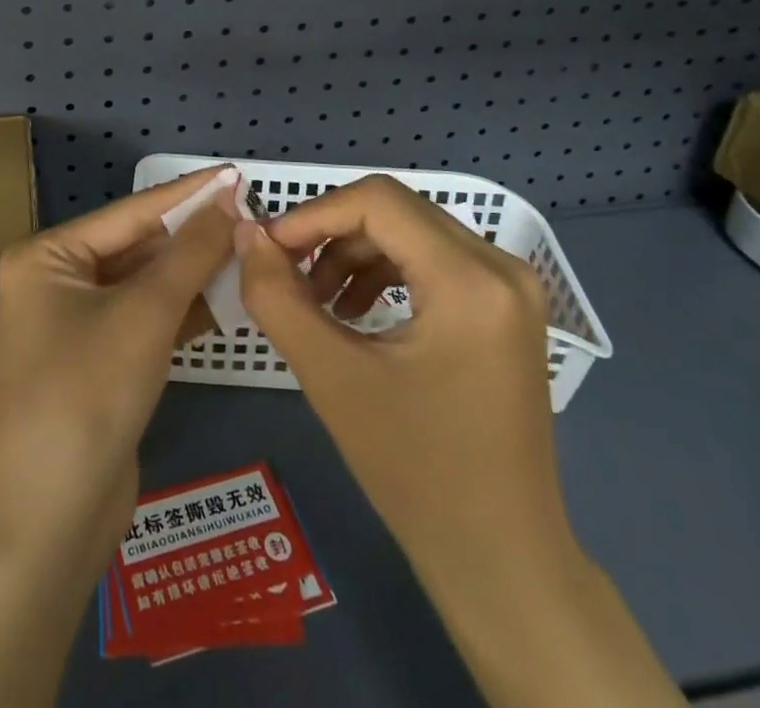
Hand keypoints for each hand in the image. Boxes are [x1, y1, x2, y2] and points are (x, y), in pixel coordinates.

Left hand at [0, 169, 242, 707]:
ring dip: (191, 271)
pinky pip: (145, 318)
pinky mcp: (98, 359)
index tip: (235, 173)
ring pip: (144, 284)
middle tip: (249, 213)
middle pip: (136, 246)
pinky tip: (225, 295)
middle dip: (191, 235)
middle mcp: (55, 281)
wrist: (54, 515)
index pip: (130, 212)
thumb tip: (229, 200)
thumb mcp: (145, 314)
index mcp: (46, 257)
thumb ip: (190, 253)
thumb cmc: (89, 393)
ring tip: (247, 246)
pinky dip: (181, 308)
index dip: (186, 194)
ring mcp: (75, 323)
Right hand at [233, 176, 574, 591]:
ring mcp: (512, 286)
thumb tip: (247, 235)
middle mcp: (502, 266)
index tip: (268, 249)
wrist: (500, 558)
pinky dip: (385, 269)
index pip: (377, 202)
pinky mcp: (507, 306)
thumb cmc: (415, 472)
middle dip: (330, 232)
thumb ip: (277, 297)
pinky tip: (355, 311)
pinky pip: (434, 257)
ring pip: (412, 229)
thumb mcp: (331, 377)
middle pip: (395, 210)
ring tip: (318, 300)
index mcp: (470, 281)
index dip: (313, 214)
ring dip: (355, 251)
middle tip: (285, 271)